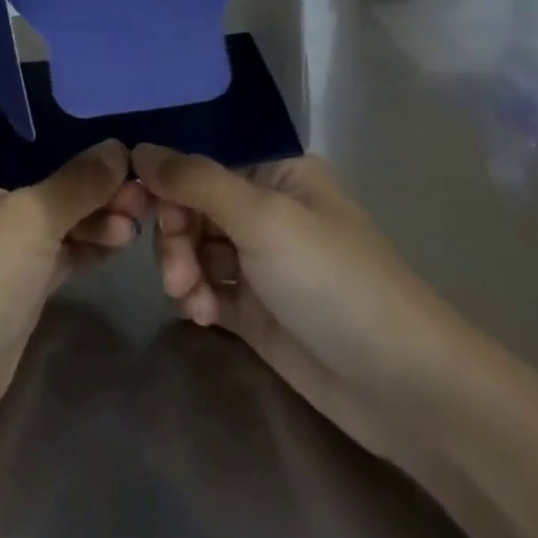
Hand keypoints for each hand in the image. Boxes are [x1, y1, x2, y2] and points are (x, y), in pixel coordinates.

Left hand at [0, 113, 141, 458]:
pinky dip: (86, 243)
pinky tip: (124, 239)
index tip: (78, 101)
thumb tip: (119, 150)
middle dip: (81, 165)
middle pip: (31, 163)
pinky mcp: (13, 284)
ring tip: (138, 211)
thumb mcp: (27, 216)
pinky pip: (56, 251)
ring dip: (91, 208)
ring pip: (49, 210)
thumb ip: (77, 181)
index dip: (27, 105)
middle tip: (133, 171)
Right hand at [133, 147, 474, 465]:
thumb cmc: (334, 282)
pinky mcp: (254, 309)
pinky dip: (196, 297)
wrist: (402, 388)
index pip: (202, 159)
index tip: (135, 202)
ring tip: (190, 298)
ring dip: (181, 268)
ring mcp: (259, 261)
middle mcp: (265, 209)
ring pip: (192, 247)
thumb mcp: (263, 218)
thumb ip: (195, 181)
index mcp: (276, 172)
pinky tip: (204, 316)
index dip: (166, 178)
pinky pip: (204, 287)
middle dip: (175, 234)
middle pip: (190, 204)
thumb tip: (136, 149)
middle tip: (177, 269)